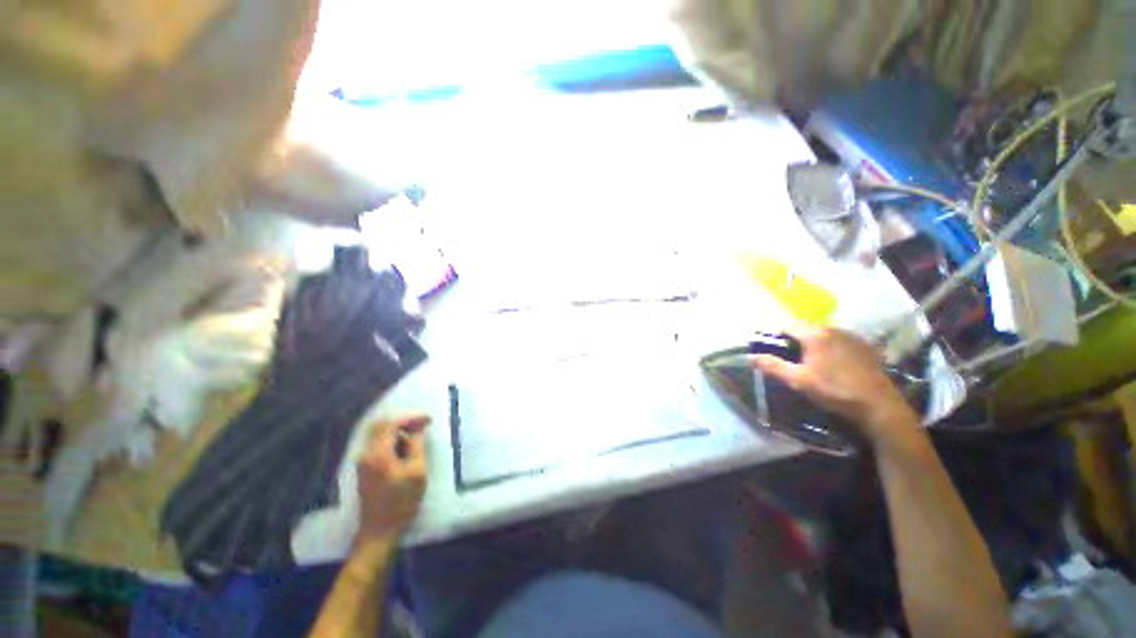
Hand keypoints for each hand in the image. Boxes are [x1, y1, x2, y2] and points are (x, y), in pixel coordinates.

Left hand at [356, 415, 430, 544]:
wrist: (379, 532)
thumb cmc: (401, 502)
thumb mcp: (417, 472)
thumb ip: (416, 446)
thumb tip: (418, 429)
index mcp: (378, 454)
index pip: (391, 424)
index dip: (411, 417)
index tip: (429, 419)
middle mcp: (366, 454)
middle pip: (381, 425)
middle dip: (403, 421)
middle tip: (422, 424)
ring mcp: (363, 462)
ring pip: (378, 434)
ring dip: (398, 431)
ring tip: (417, 436)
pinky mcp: (365, 469)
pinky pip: (377, 444)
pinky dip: (392, 440)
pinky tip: (406, 448)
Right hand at [749, 326, 918, 442]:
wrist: (879, 406)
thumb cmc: (834, 390)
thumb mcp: (798, 380)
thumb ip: (772, 366)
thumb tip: (750, 357)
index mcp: (815, 334)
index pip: (785, 324)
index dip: (773, 334)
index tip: (767, 347)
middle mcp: (833, 328)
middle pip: (804, 327)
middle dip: (791, 338)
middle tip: (786, 356)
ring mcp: (851, 335)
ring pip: (821, 332)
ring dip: (810, 341)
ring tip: (807, 360)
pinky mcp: (864, 345)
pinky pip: (837, 339)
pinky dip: (828, 345)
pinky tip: (830, 363)